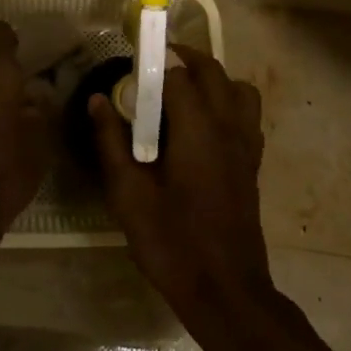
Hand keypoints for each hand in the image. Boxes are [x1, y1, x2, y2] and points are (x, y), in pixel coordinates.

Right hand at [92, 47, 276, 347]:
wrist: (226, 292)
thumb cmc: (172, 242)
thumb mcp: (128, 195)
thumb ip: (111, 142)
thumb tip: (98, 99)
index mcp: (197, 128)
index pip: (177, 73)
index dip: (152, 66)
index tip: (130, 71)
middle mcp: (228, 126)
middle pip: (213, 70)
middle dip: (184, 59)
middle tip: (153, 67)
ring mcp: (246, 144)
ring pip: (238, 89)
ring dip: (212, 79)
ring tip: (182, 93)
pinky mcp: (253, 163)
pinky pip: (247, 115)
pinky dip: (228, 104)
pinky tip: (203, 128)